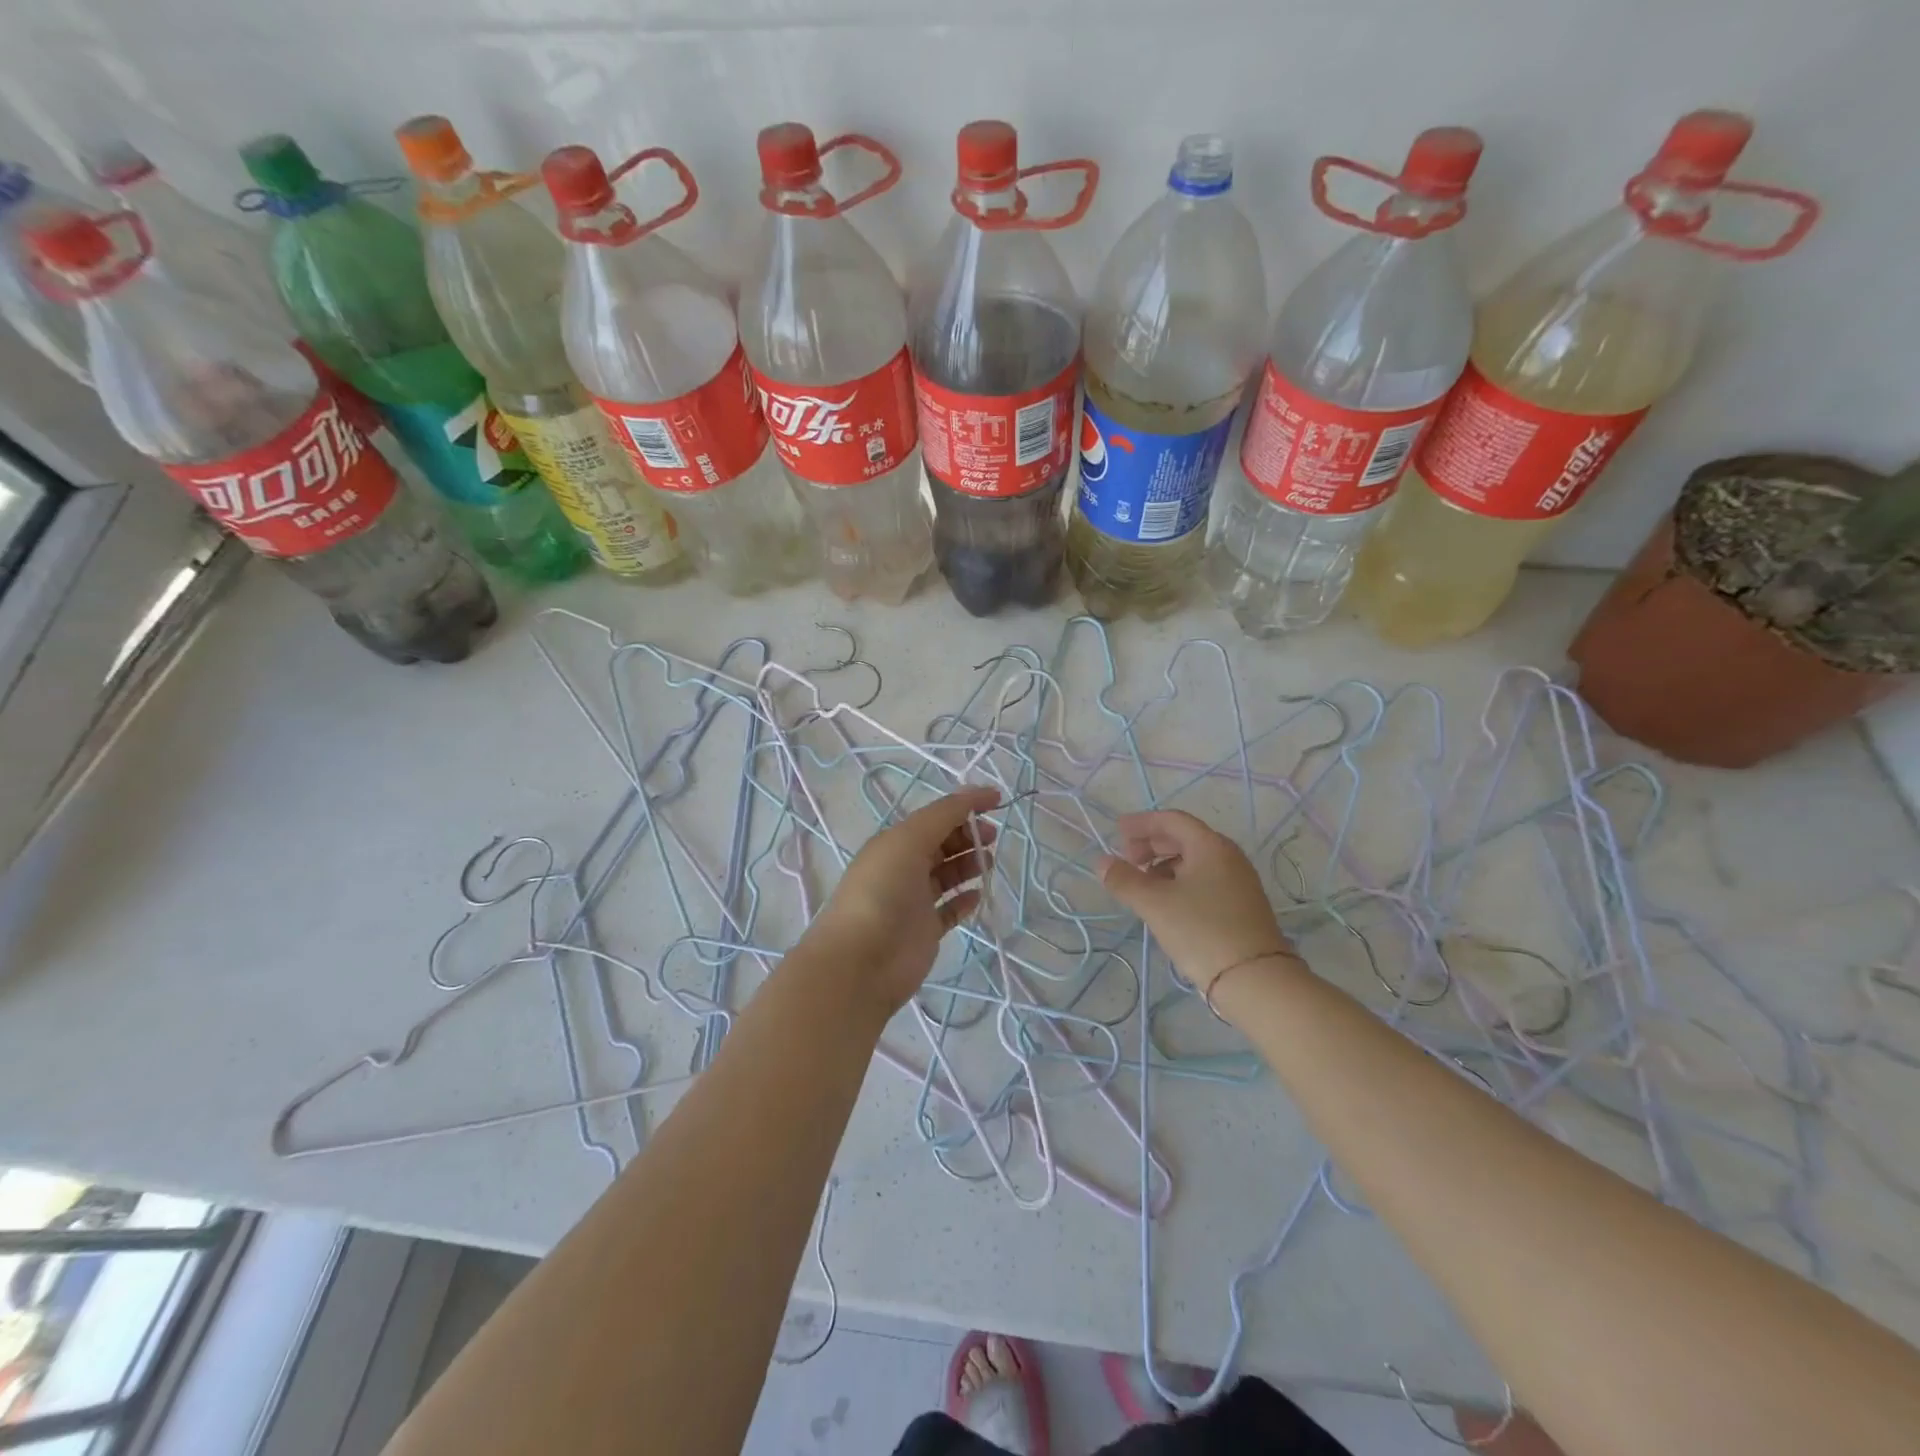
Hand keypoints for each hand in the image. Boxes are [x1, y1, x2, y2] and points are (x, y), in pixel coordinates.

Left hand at [810, 786, 999, 1015]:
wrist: (861, 960)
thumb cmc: (883, 891)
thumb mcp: (909, 840)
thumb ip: (945, 814)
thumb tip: (979, 793)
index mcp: (895, 842)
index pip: (935, 816)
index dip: (965, 806)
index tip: (997, 801)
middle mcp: (903, 867)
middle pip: (942, 843)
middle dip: (968, 835)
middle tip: (992, 837)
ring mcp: (914, 900)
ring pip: (947, 874)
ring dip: (969, 864)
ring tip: (988, 864)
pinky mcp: (925, 930)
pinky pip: (950, 909)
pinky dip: (965, 899)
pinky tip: (978, 895)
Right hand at [1098, 810, 1299, 997]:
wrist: (1256, 980)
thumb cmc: (1201, 931)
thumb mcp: (1155, 904)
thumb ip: (1124, 879)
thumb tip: (1102, 862)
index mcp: (1210, 846)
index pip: (1172, 820)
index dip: (1142, 823)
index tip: (1117, 831)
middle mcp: (1228, 856)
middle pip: (1184, 838)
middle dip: (1151, 844)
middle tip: (1126, 859)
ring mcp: (1238, 882)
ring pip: (1194, 861)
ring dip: (1164, 864)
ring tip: (1142, 883)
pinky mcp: (1240, 905)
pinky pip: (1204, 880)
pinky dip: (1179, 881)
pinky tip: (1166, 902)